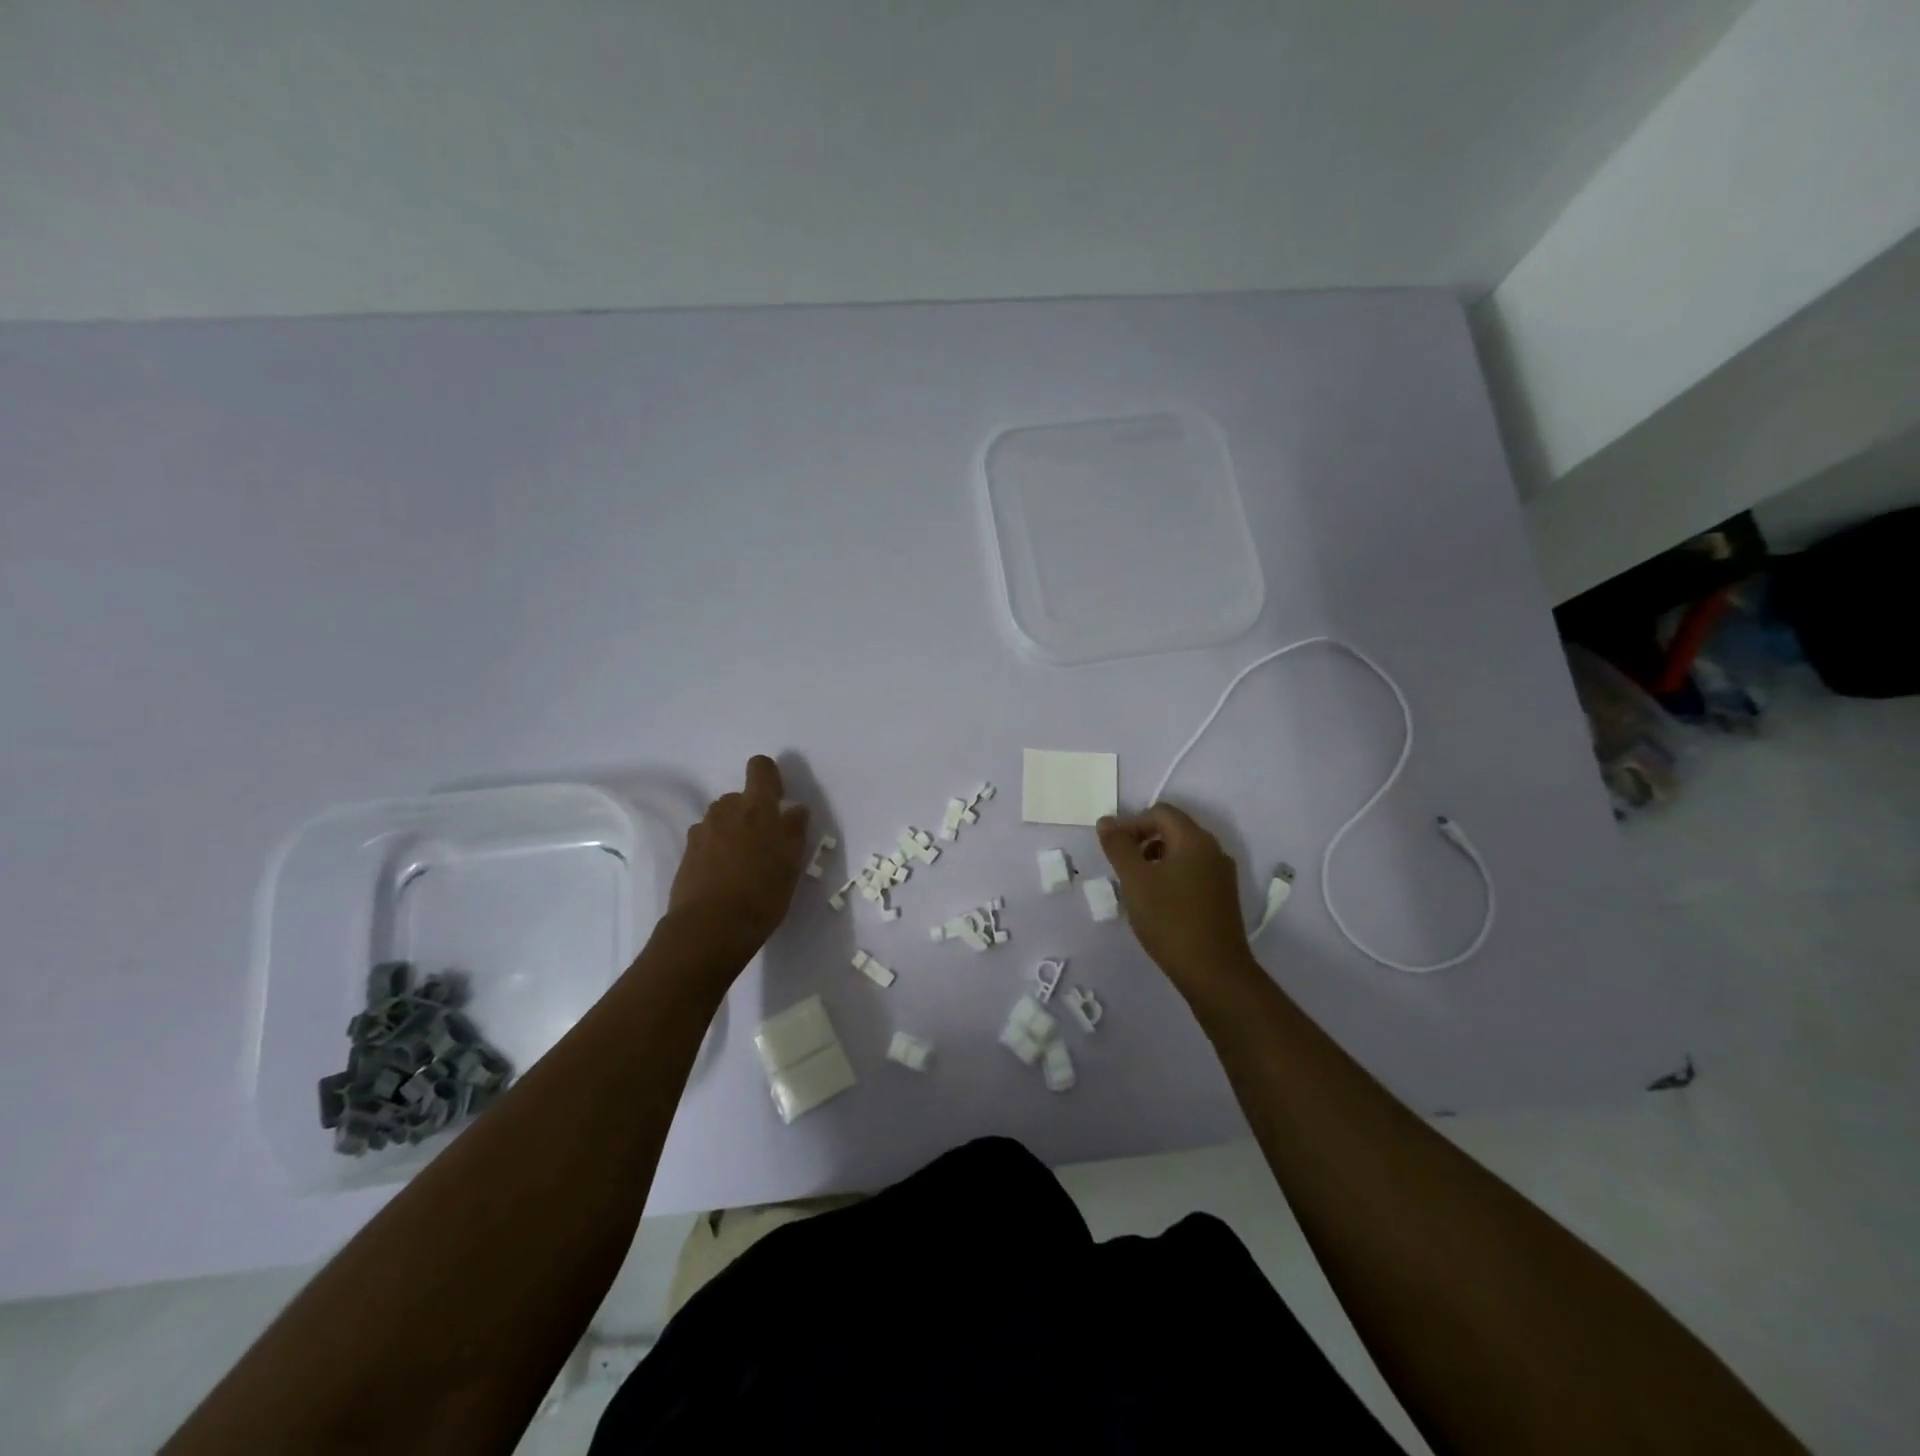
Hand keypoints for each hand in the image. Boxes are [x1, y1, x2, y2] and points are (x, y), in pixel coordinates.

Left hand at [667, 756, 809, 962]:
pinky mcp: (686, 853)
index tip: (778, 801)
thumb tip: (795, 809)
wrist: (710, 929)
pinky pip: (707, 841)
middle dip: (751, 813)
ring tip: (743, 866)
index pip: (760, 768)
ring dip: (732, 832)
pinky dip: (716, 851)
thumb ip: (794, 830)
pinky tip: (724, 879)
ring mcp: (702, 831)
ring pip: (721, 820)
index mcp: (756, 807)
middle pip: (739, 797)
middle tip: (764, 846)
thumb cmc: (762, 893)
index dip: (770, 778)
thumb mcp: (792, 863)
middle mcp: (725, 810)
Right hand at [1097, 803, 1255, 988]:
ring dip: (1156, 858)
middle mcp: (1213, 850)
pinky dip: (1171, 875)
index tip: (1113, 849)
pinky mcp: (1223, 897)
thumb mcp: (1135, 880)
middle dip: (1143, 840)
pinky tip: (1157, 901)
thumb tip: (1106, 821)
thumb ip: (1118, 847)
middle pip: (1173, 829)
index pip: (1160, 812)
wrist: (1214, 972)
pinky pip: (1193, 872)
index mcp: (1194, 840)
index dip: (1132, 823)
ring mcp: (1221, 875)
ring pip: (1183, 852)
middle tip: (1121, 866)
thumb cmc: (1170, 920)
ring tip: (1136, 885)